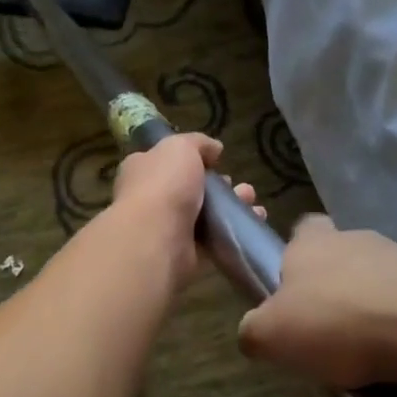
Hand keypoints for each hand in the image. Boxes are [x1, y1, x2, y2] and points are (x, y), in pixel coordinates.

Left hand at [109, 133, 262, 282]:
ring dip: (230, 207)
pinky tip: (254, 220)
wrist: (156, 238)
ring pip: (204, 214)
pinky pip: (214, 240)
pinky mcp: (185, 254)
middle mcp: (151, 199)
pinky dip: (234, 231)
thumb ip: (198, 143)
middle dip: (217, 185)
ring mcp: (167, 228)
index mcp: (142, 170)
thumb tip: (214, 149)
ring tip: (251, 200)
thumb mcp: (180, 147)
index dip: (190, 159)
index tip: (215, 160)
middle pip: (189, 189)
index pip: (165, 161)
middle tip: (235, 184)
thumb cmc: (163, 185)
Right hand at [237, 215, 396, 387]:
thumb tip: (254, 333)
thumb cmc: (335, 322)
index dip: (294, 257)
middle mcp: (356, 238)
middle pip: (340, 256)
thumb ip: (253, 331)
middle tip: (325, 330)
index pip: (300, 230)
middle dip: (333, 287)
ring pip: (378, 280)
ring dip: (371, 307)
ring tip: (366, 353)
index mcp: (311, 242)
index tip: (291, 290)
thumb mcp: (270, 336)